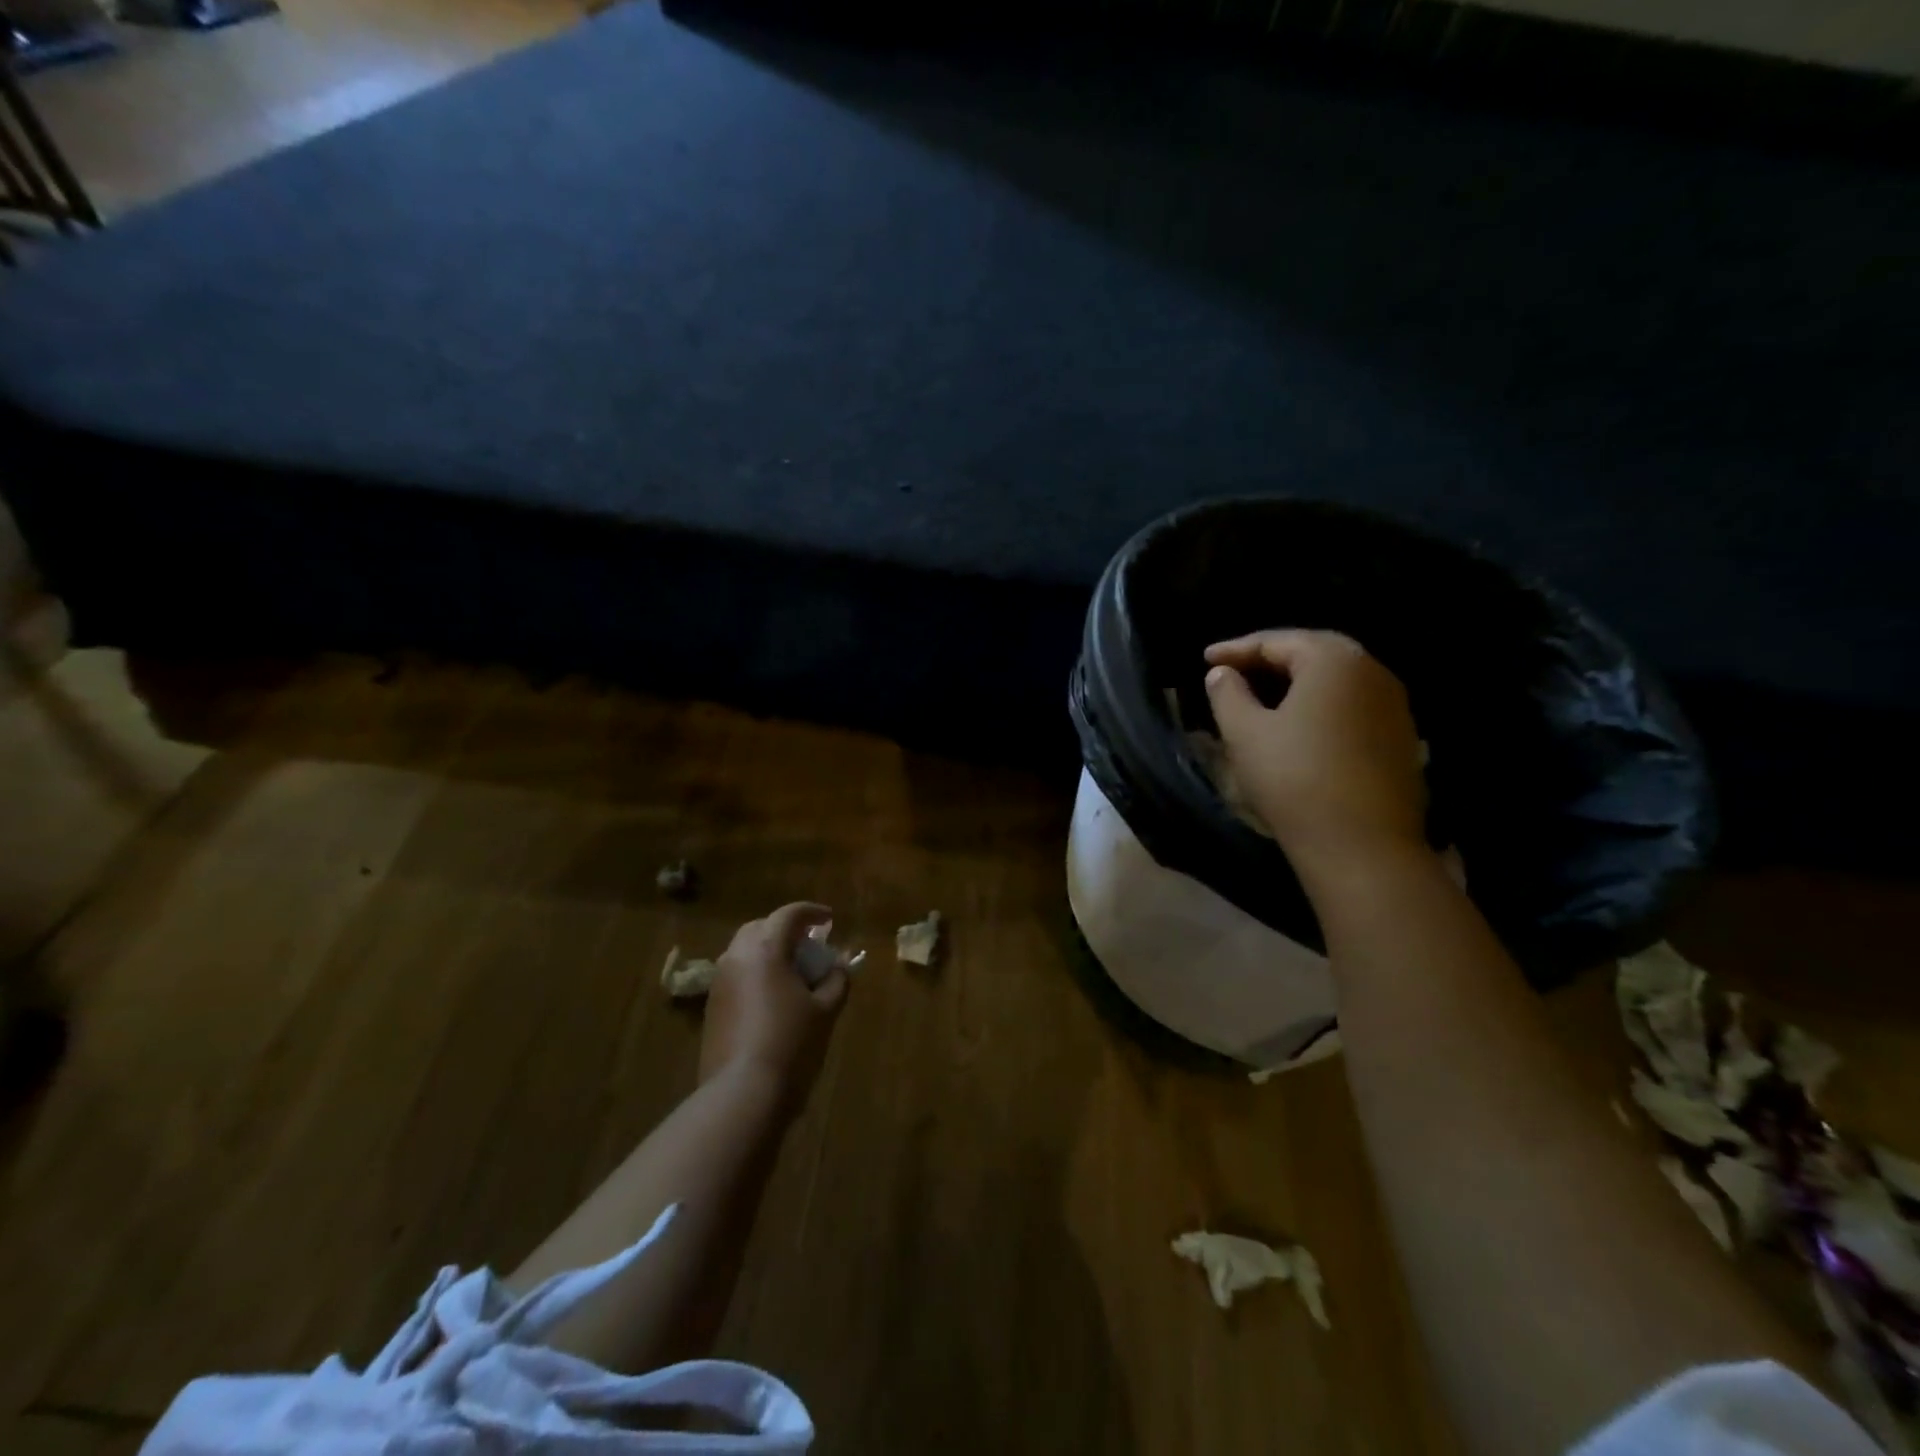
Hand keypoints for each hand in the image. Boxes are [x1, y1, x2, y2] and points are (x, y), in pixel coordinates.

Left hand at [698, 902, 849, 1092]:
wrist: (741, 1094)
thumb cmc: (791, 1044)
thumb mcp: (825, 1010)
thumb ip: (836, 980)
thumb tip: (839, 966)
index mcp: (765, 949)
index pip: (789, 915)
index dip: (812, 912)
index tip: (830, 919)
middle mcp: (736, 957)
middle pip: (761, 928)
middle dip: (786, 930)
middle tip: (809, 944)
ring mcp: (719, 983)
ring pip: (744, 952)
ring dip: (769, 952)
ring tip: (793, 972)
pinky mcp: (711, 1008)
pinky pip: (736, 976)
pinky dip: (756, 974)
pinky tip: (773, 997)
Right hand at [1203, 630, 1428, 873]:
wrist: (1363, 846)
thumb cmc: (1295, 778)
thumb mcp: (1245, 733)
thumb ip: (1228, 694)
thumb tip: (1222, 673)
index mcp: (1333, 660)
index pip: (1277, 640)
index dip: (1236, 649)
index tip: (1205, 660)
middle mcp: (1372, 671)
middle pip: (1313, 652)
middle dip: (1270, 659)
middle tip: (1235, 671)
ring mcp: (1394, 705)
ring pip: (1336, 679)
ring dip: (1297, 682)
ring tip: (1263, 696)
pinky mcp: (1402, 737)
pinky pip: (1353, 705)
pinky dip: (1321, 705)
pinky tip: (1300, 724)